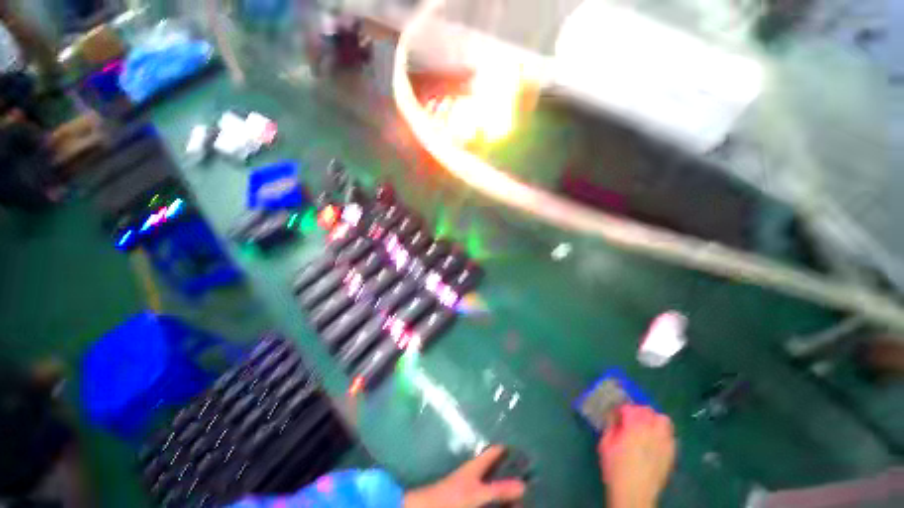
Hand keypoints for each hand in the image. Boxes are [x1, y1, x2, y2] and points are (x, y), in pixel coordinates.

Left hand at [404, 445, 525, 507]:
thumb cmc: (452, 496)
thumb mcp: (477, 493)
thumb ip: (498, 489)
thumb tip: (523, 485)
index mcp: (478, 464)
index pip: (497, 451)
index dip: (511, 450)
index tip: (527, 454)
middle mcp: (477, 471)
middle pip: (497, 466)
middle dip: (511, 471)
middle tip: (529, 478)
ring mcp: (473, 484)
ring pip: (493, 481)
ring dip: (505, 485)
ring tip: (522, 492)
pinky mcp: (470, 496)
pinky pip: (488, 493)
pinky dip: (497, 496)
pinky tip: (504, 502)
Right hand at [599, 405, 675, 507]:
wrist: (634, 495)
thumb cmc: (615, 469)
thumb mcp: (605, 445)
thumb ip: (610, 427)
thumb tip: (614, 418)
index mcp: (633, 428)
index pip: (630, 408)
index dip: (622, 409)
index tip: (617, 415)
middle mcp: (651, 432)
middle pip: (648, 410)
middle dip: (638, 411)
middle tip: (630, 418)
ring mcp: (663, 443)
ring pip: (663, 420)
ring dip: (653, 419)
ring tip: (645, 426)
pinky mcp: (671, 453)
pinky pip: (670, 435)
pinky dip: (662, 433)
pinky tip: (654, 440)